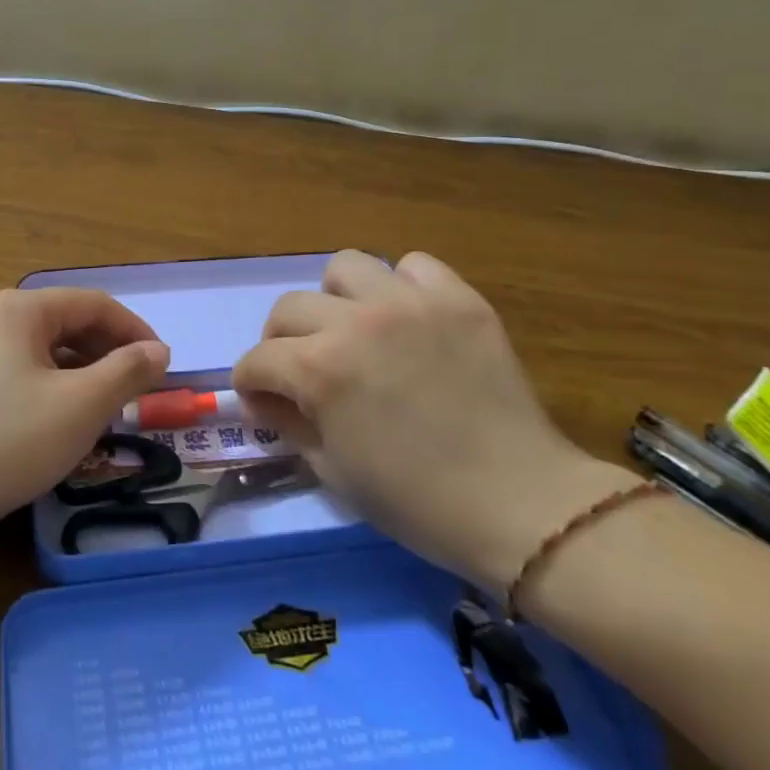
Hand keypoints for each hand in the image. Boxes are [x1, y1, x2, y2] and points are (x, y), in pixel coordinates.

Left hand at [0, 288, 170, 534]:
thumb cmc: (10, 439)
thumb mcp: (82, 405)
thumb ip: (127, 371)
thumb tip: (159, 350)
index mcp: (19, 310)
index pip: (93, 304)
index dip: (135, 329)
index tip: (163, 365)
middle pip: (65, 322)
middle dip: (108, 351)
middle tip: (138, 387)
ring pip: (41, 351)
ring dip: (81, 371)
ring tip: (106, 405)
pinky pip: (18, 373)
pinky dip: (50, 387)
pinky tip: (60, 420)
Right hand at [232, 250, 631, 592]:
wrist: (518, 504)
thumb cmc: (416, 501)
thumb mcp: (332, 471)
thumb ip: (290, 423)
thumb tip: (267, 399)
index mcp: (320, 369)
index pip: (258, 359)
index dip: (251, 384)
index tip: (263, 402)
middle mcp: (357, 322)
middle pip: (288, 307)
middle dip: (281, 342)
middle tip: (302, 370)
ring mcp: (410, 303)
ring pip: (345, 267)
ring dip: (335, 300)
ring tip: (354, 330)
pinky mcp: (458, 299)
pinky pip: (414, 266)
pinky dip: (400, 287)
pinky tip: (408, 320)